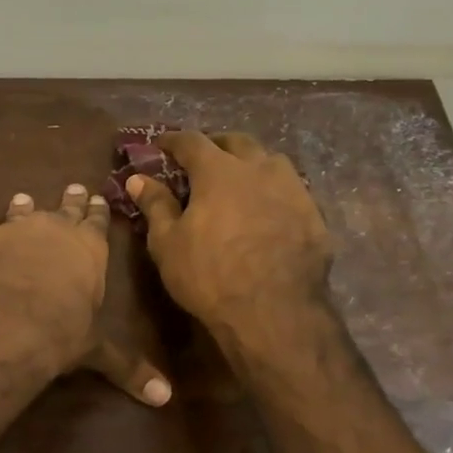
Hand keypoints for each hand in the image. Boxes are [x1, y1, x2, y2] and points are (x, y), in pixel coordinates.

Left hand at [0, 184, 171, 405]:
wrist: (5, 323)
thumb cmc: (62, 329)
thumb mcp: (96, 349)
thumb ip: (126, 367)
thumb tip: (165, 398)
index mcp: (87, 248)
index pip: (97, 223)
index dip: (99, 211)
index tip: (99, 196)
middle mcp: (50, 232)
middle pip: (63, 209)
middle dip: (70, 201)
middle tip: (73, 187)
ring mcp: (10, 236)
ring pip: (18, 215)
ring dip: (21, 209)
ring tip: (22, 198)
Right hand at [128, 131, 333, 339]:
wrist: (274, 311)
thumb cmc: (210, 275)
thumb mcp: (168, 243)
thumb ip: (155, 205)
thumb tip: (138, 179)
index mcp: (219, 171)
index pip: (192, 141)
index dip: (173, 140)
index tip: (161, 144)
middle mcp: (259, 169)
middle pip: (237, 142)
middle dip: (217, 144)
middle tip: (203, 157)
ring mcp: (292, 189)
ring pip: (271, 161)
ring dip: (251, 163)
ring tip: (241, 179)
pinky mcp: (314, 215)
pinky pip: (291, 191)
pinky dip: (274, 192)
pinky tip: (269, 210)